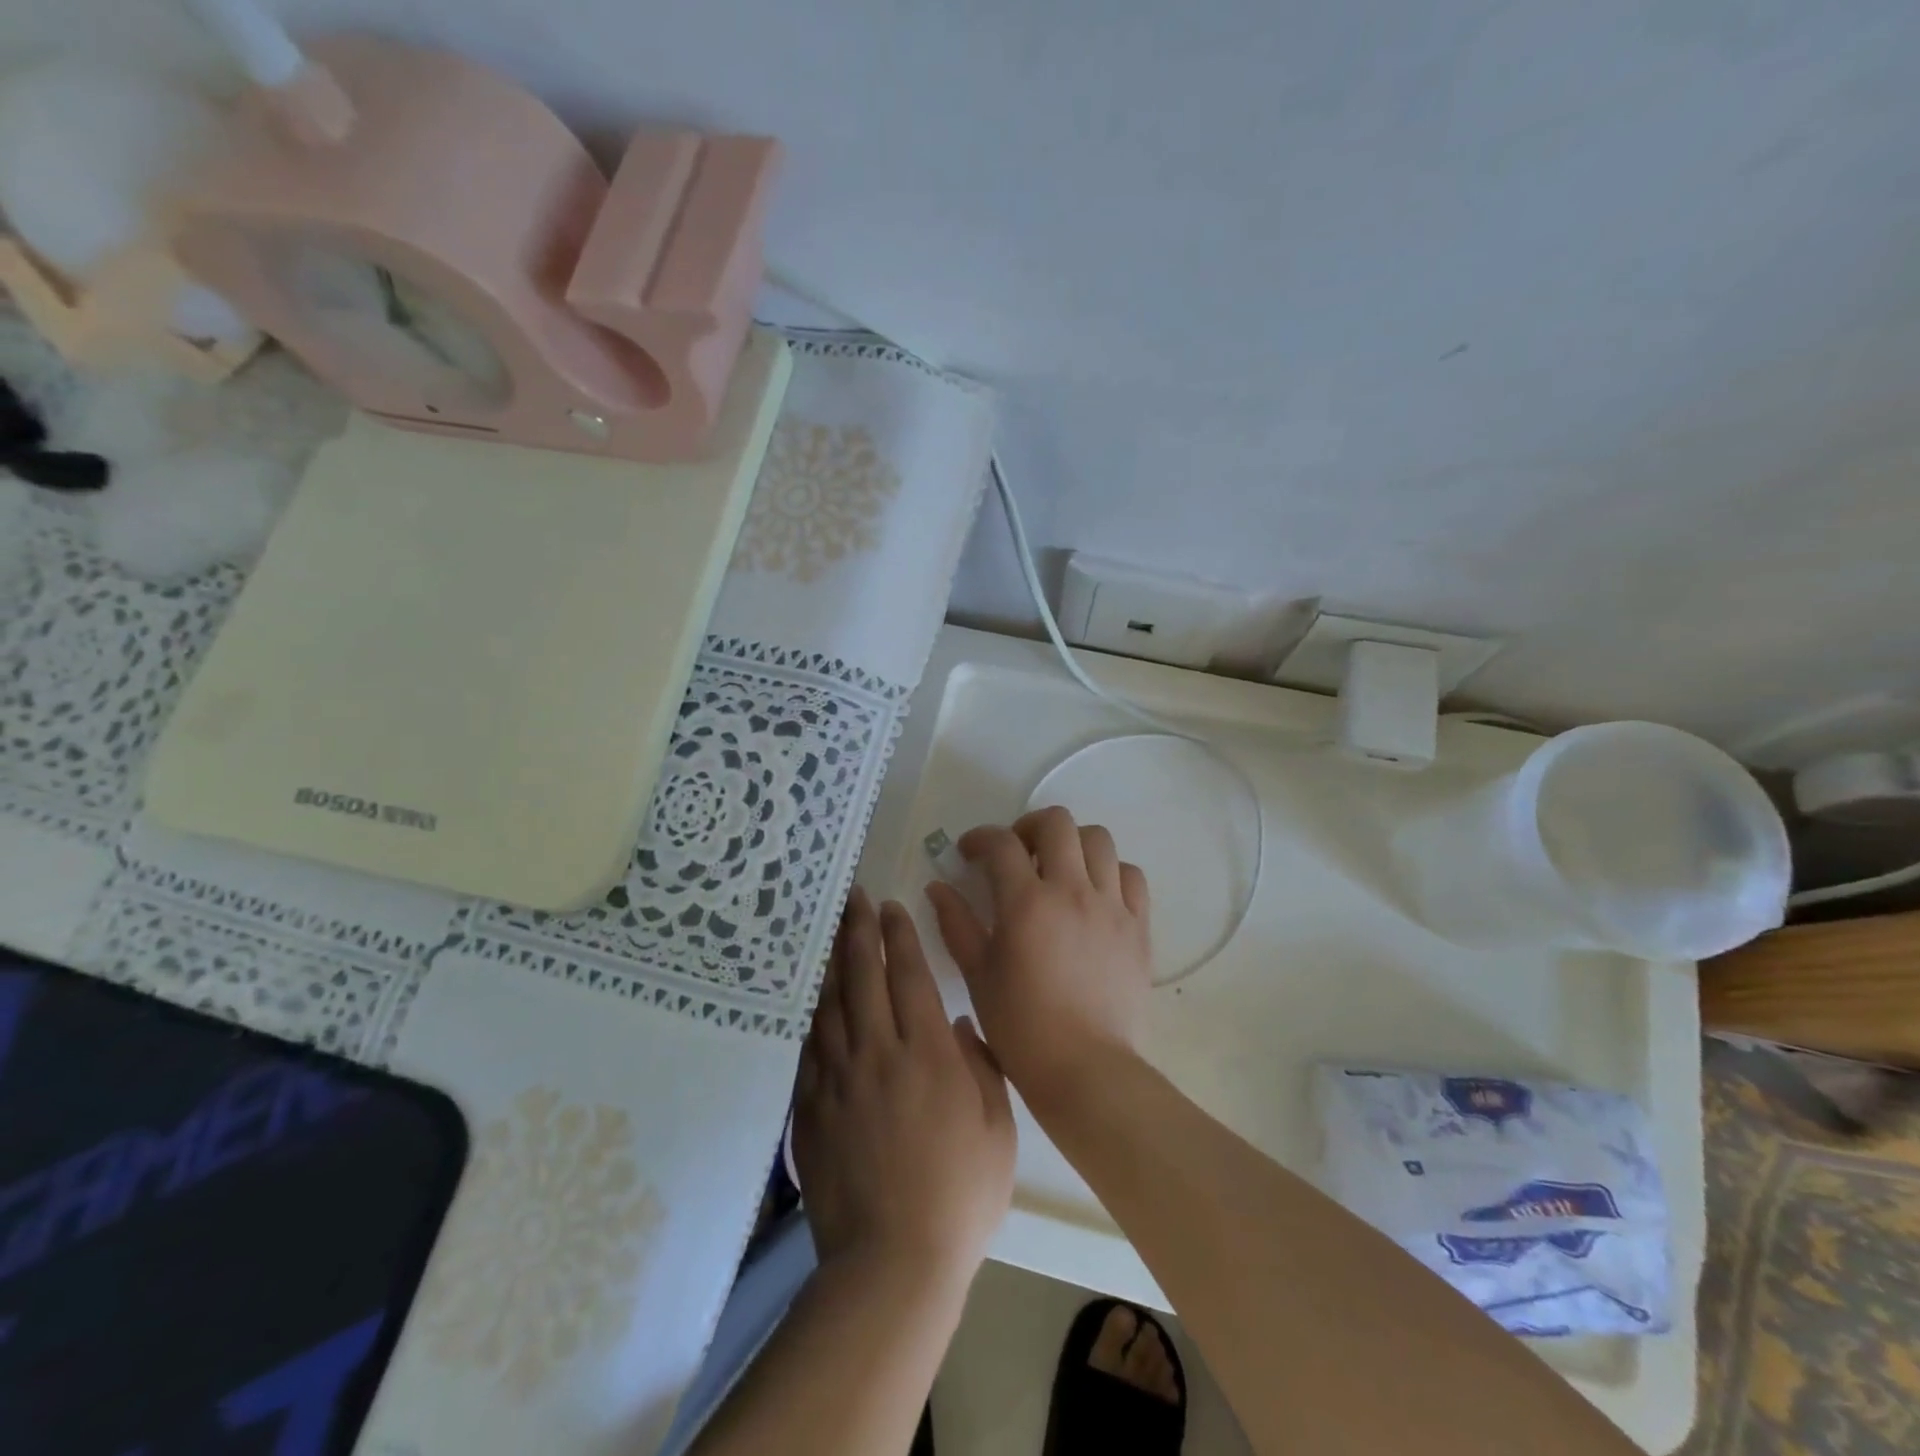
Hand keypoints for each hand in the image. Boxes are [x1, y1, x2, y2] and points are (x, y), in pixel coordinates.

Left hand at [794, 888, 1016, 1287]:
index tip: (892, 906)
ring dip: (832, 962)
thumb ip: (980, 1067)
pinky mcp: (811, 1109)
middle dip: (859, 931)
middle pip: (863, 977)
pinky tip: (813, 999)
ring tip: (831, 931)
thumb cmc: (959, 1194)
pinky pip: (809, 1048)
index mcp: (927, 1054)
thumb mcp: (996, 1129)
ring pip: (831, 1004)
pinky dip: (812, 1015)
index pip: (909, 976)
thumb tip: (959, 1025)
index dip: (900, 937)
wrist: (892, 1261)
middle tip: (854, 897)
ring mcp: (838, 1080)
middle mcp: (878, 1054)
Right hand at [927, 807, 1152, 1111]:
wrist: (1086, 1069)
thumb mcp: (978, 975)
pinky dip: (1110, 872)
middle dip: (1029, 826)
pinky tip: (1095, 893)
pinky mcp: (1139, 926)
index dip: (980, 838)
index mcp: (1027, 902)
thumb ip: (956, 924)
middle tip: (1016, 852)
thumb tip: (937, 887)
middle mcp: (1072, 891)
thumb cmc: (1022, 1027)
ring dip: (1072, 843)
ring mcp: (1111, 906)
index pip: (1001, 844)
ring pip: (1099, 840)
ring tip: (1058, 868)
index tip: (968, 852)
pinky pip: (1131, 876)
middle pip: (1058, 823)